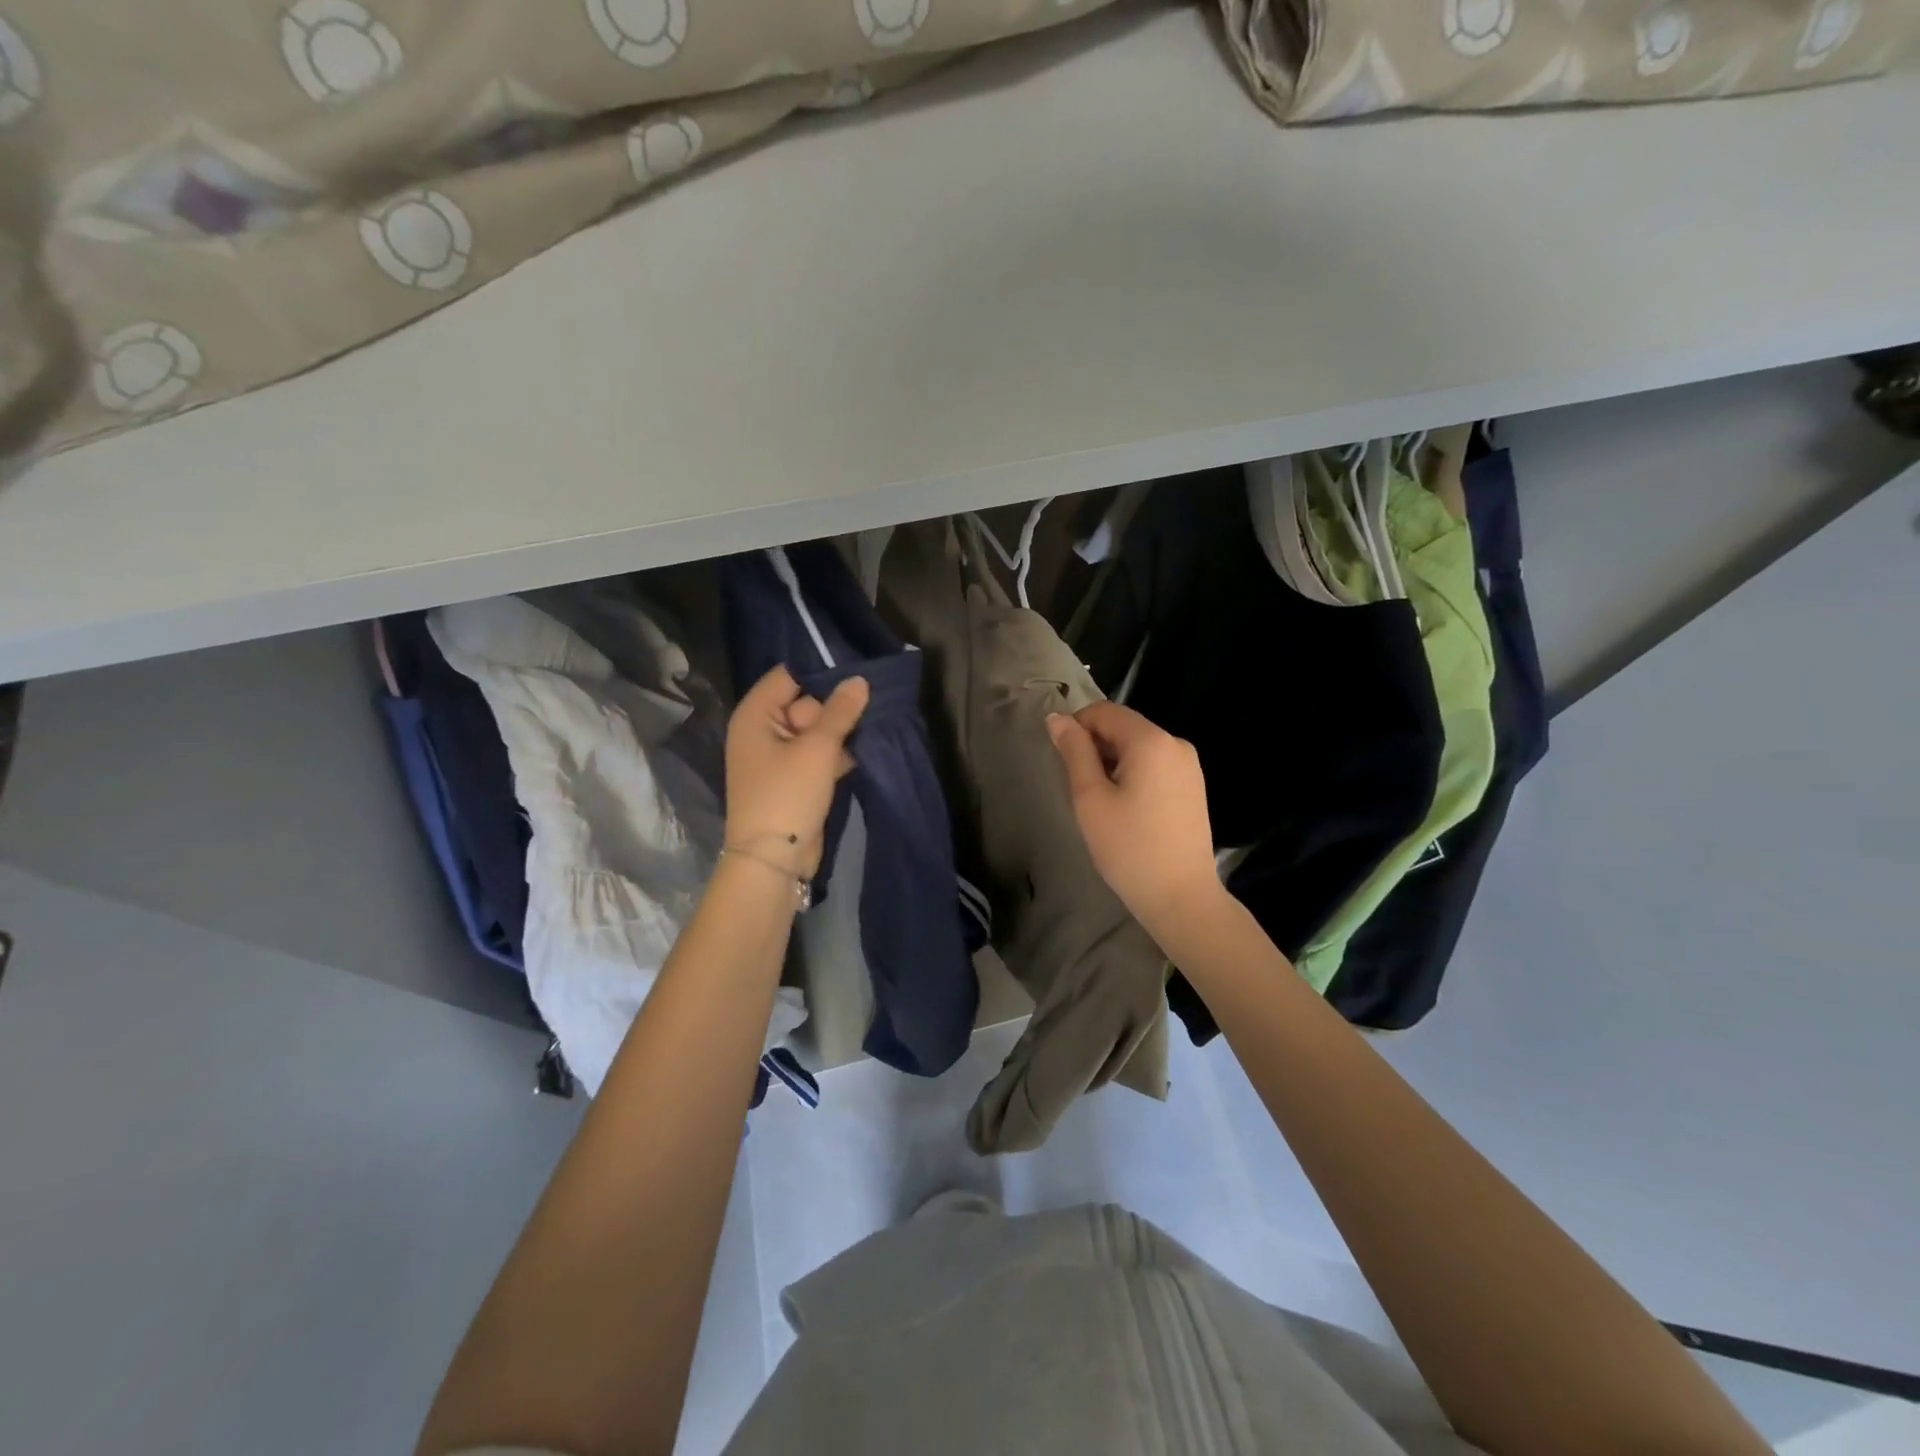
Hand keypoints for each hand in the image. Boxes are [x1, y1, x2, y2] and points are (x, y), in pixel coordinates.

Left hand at [724, 666, 868, 877]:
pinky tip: (858, 758)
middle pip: (805, 703)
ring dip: (839, 735)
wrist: (773, 860)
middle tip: (859, 719)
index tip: (855, 678)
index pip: (788, 676)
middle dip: (834, 711)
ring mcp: (777, 757)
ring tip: (865, 735)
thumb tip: (859, 680)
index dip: (820, 675)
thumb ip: (840, 712)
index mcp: (755, 715)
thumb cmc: (788, 795)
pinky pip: (817, 755)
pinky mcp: (793, 779)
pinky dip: (835, 756)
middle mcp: (762, 731)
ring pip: (815, 731)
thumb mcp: (818, 749)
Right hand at [1047, 702, 1227, 941]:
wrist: (1181, 897)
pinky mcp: (1193, 786)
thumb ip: (1074, 751)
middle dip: (1095, 747)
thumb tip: (1056, 718)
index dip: (1076, 726)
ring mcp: (1189, 766)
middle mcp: (1176, 743)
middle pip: (1123, 727)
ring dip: (1113, 762)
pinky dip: (1133, 774)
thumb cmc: (1129, 848)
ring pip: (1138, 747)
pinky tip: (1126, 809)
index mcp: (1151, 740)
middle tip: (1079, 787)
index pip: (1104, 711)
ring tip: (1102, 802)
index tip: (1061, 760)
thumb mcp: (1090, 797)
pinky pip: (1155, 765)